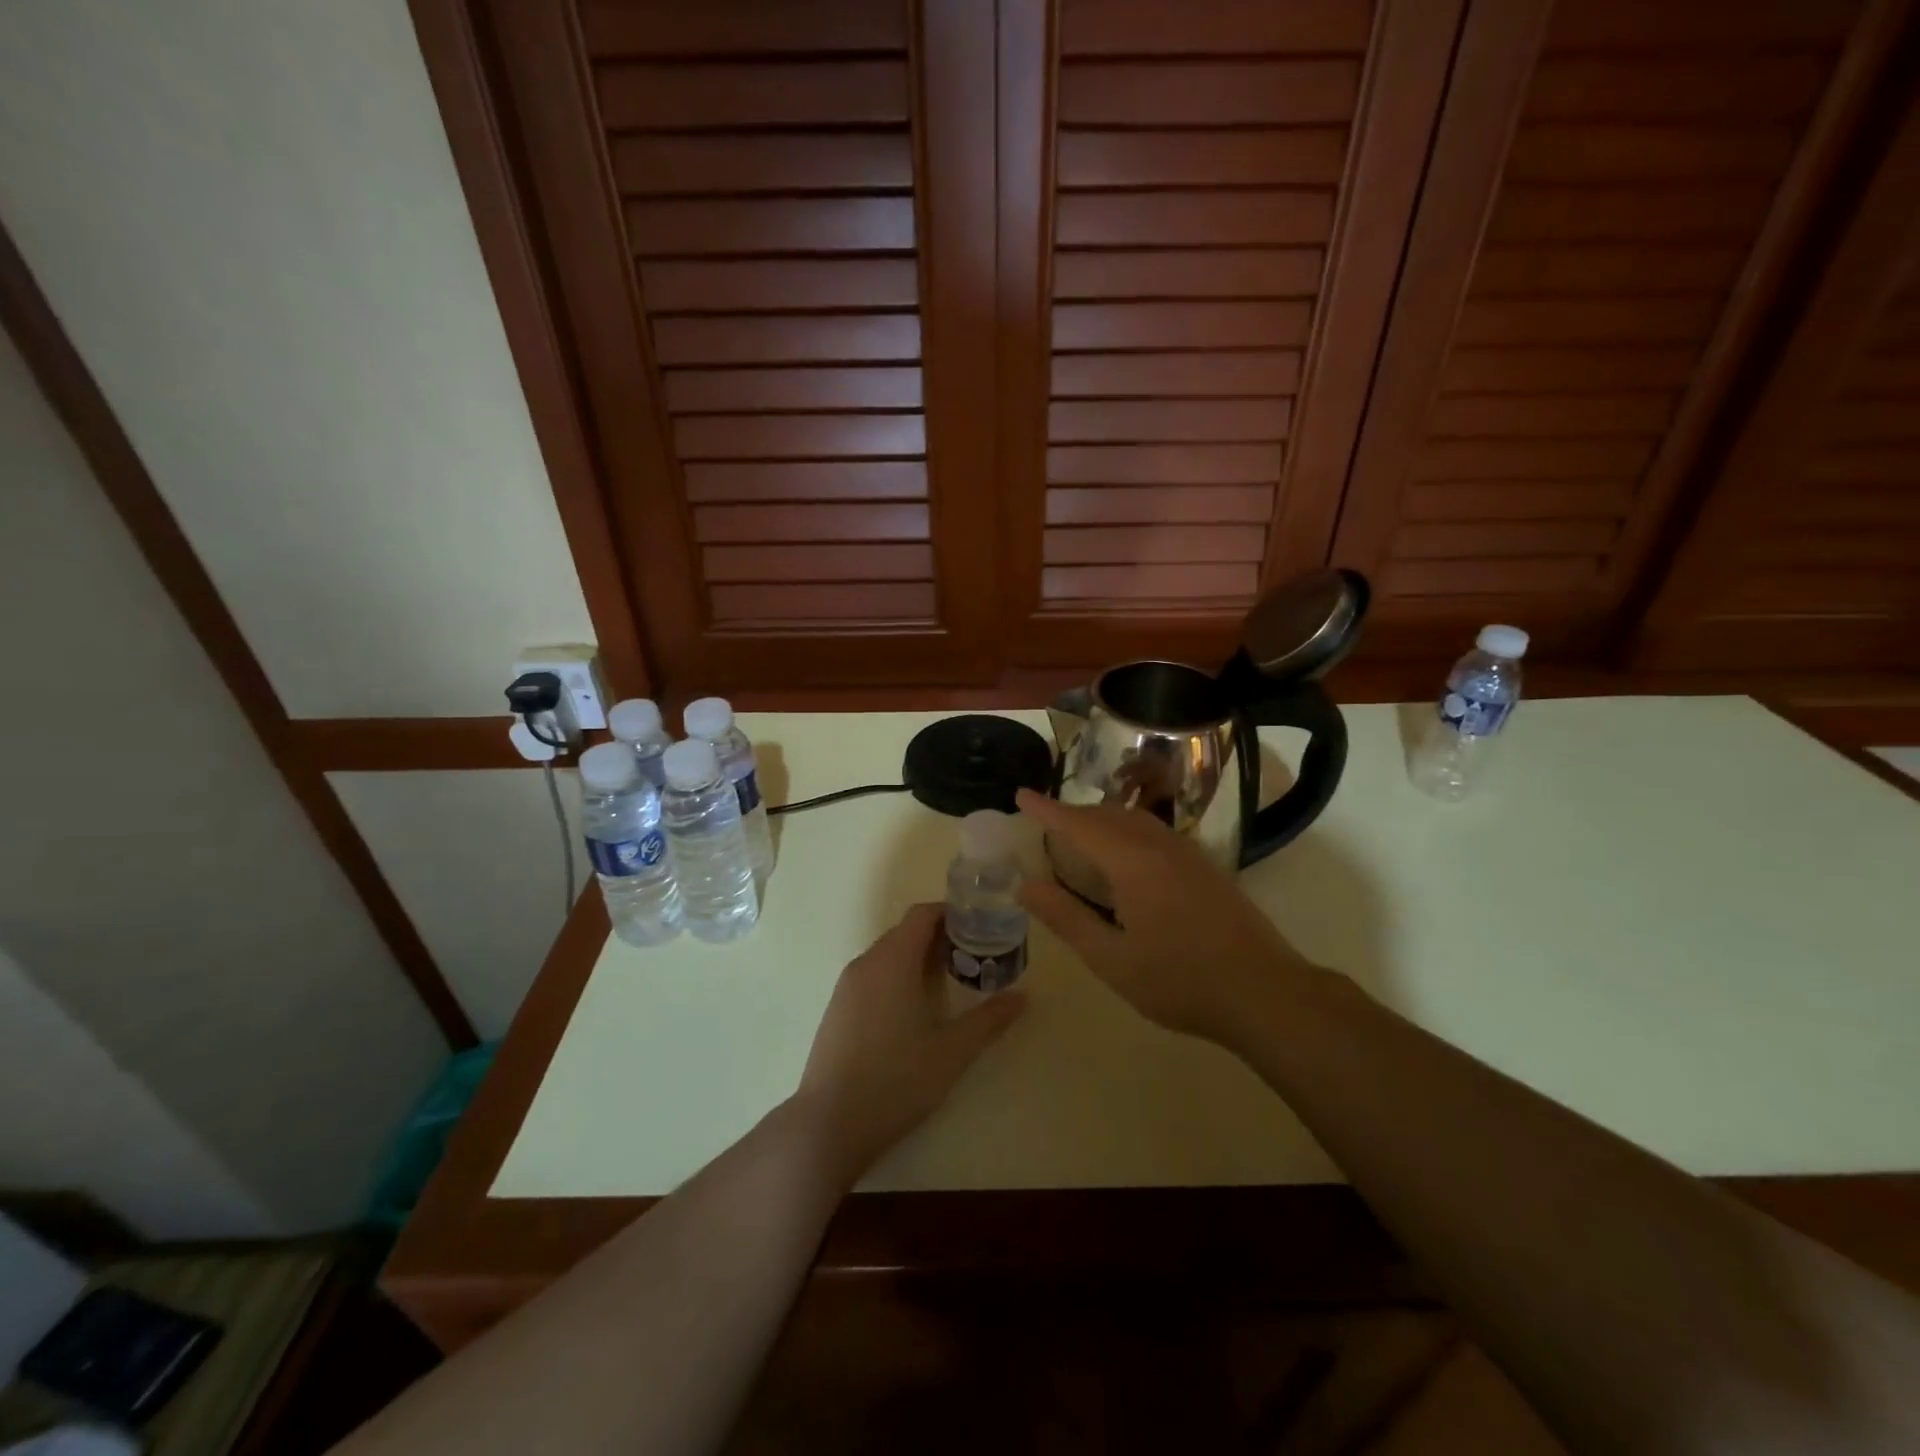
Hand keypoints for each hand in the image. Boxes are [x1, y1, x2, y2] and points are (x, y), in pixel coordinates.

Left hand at [794, 903, 1024, 1186]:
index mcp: (892, 960)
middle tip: (975, 959)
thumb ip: (989, 1020)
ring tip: (950, 985)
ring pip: (888, 955)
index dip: (952, 914)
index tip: (981, 928)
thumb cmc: (896, 1081)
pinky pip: (873, 975)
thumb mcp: (952, 1051)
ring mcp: (846, 986)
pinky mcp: (837, 1009)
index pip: (922, 914)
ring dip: (918, 959)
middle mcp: (866, 963)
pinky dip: (898, 977)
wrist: (829, 1125)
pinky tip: (915, 1011)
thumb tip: (1022, 997)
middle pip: (906, 932)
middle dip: (940, 938)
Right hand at [1015, 788, 1312, 1044]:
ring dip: (1102, 819)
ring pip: (1136, 821)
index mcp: (1133, 863)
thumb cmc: (1180, 981)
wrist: (1265, 993)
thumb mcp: (1111, 959)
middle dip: (1074, 813)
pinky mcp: (1206, 868)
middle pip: (1109, 815)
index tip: (1021, 795)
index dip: (1048, 810)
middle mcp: (1161, 847)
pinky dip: (1127, 831)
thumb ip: (1066, 918)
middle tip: (1045, 822)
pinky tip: (1126, 858)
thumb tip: (1024, 885)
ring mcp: (1188, 854)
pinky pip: (1155, 833)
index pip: (1080, 824)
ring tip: (1080, 835)